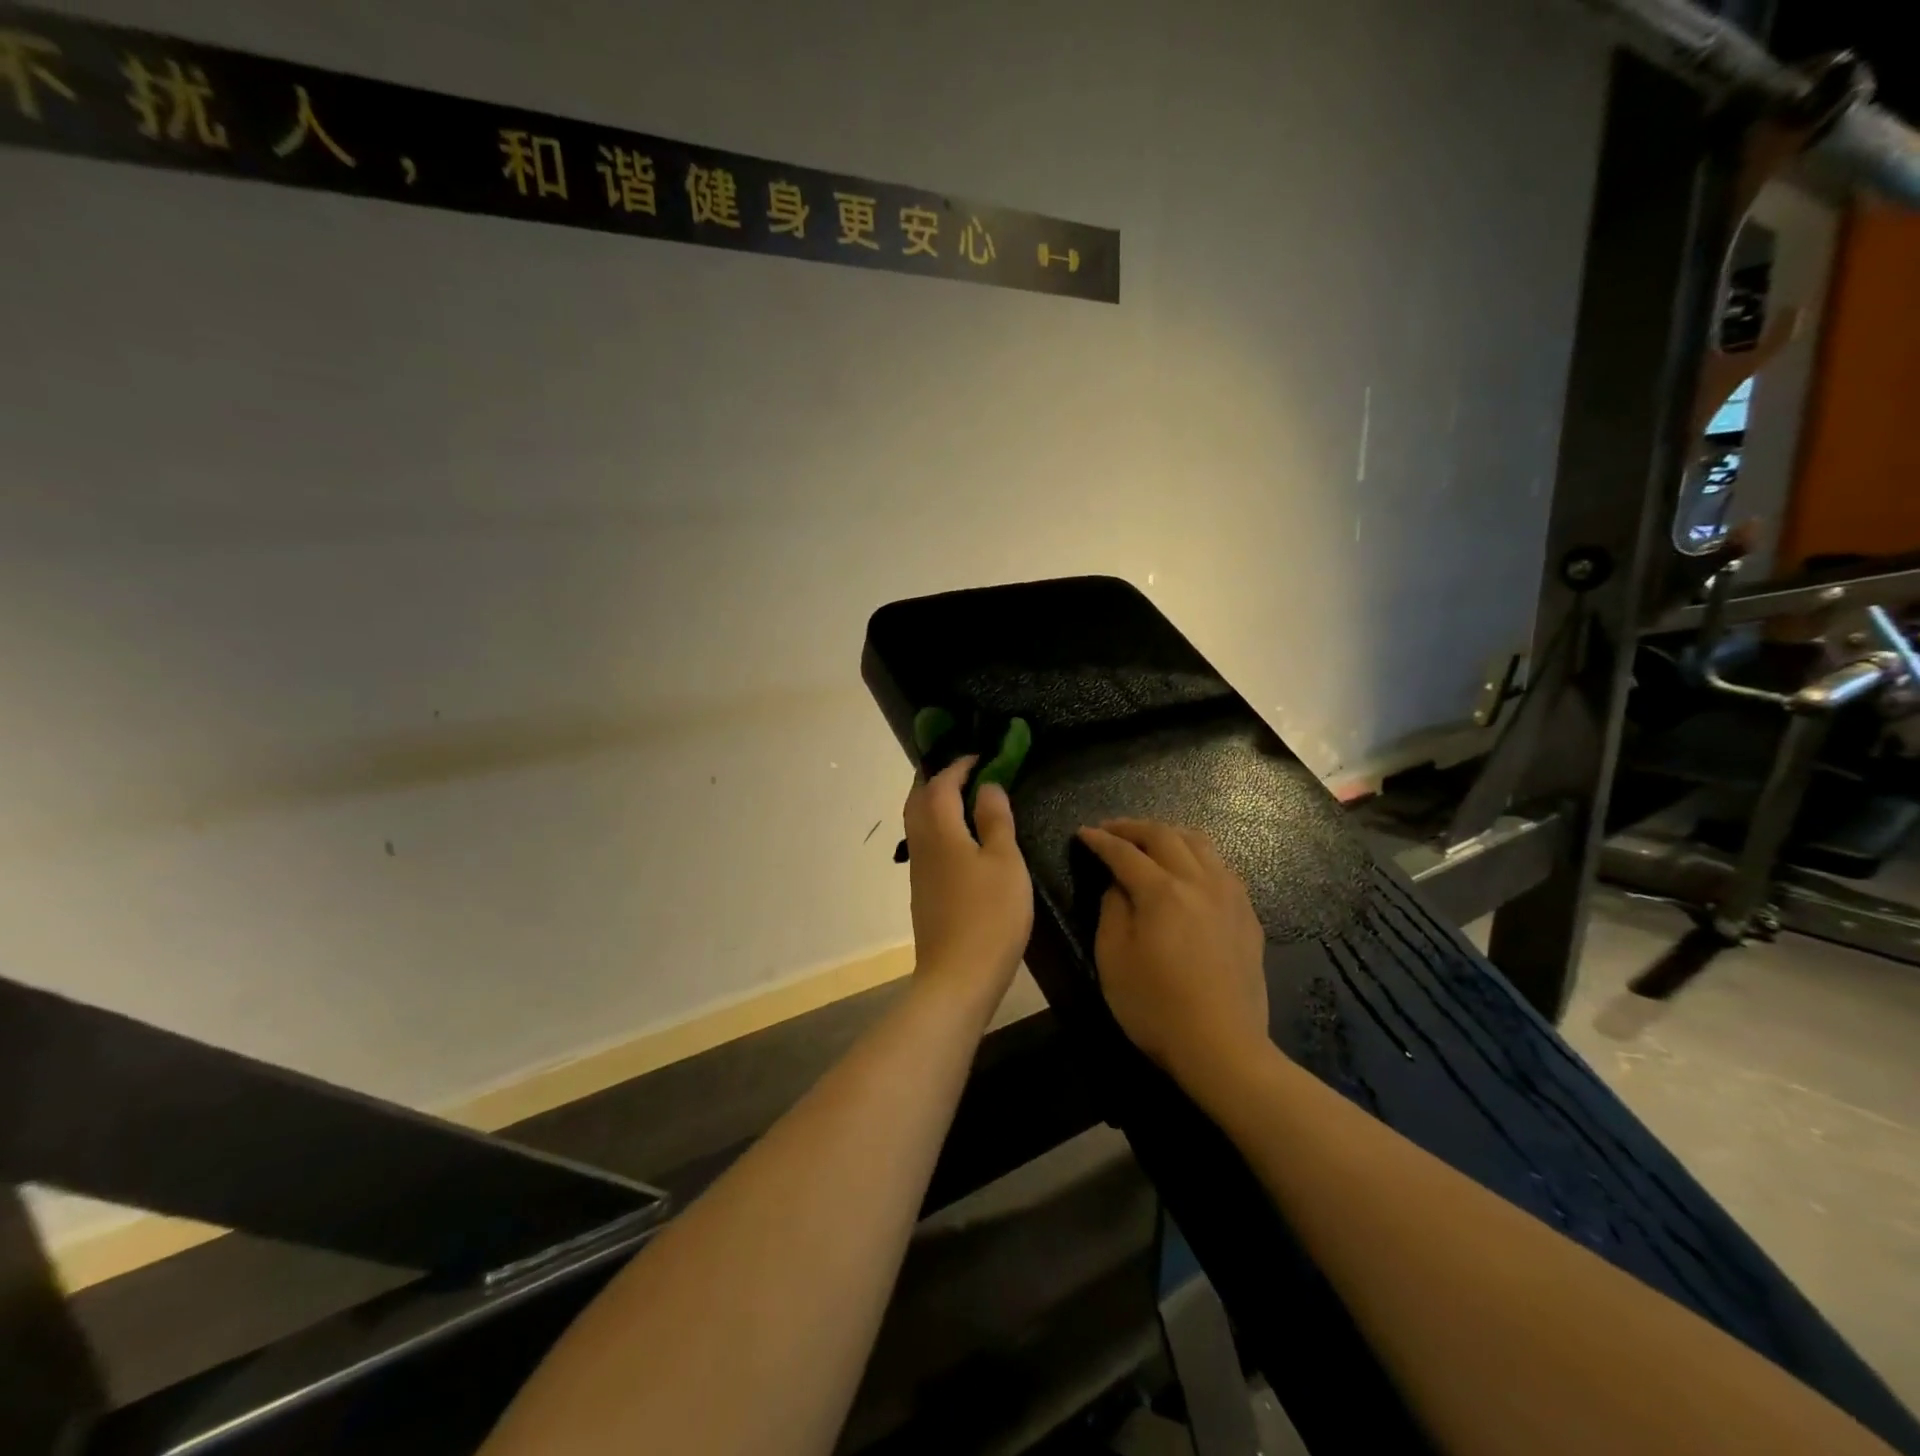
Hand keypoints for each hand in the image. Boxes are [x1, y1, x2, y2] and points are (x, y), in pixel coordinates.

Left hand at [904, 757, 1032, 1007]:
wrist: (958, 977)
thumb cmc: (989, 915)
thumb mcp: (1005, 862)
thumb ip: (995, 820)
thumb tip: (987, 786)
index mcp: (940, 831)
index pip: (941, 785)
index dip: (958, 766)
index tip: (979, 755)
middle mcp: (921, 844)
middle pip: (918, 799)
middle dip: (936, 779)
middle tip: (963, 770)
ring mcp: (918, 870)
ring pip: (917, 822)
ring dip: (934, 802)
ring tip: (962, 797)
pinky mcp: (922, 891)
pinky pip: (925, 843)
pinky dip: (938, 826)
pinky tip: (959, 837)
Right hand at [1076, 819, 1269, 1086]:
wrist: (1223, 1047)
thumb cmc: (1156, 1007)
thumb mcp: (1113, 959)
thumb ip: (1112, 910)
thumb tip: (1118, 884)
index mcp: (1162, 892)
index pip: (1125, 853)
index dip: (1101, 840)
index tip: (1083, 832)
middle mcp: (1199, 882)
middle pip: (1165, 835)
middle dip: (1133, 827)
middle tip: (1111, 829)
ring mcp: (1230, 896)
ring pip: (1200, 843)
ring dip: (1169, 834)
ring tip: (1150, 840)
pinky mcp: (1247, 915)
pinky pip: (1222, 867)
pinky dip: (1198, 855)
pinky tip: (1189, 869)